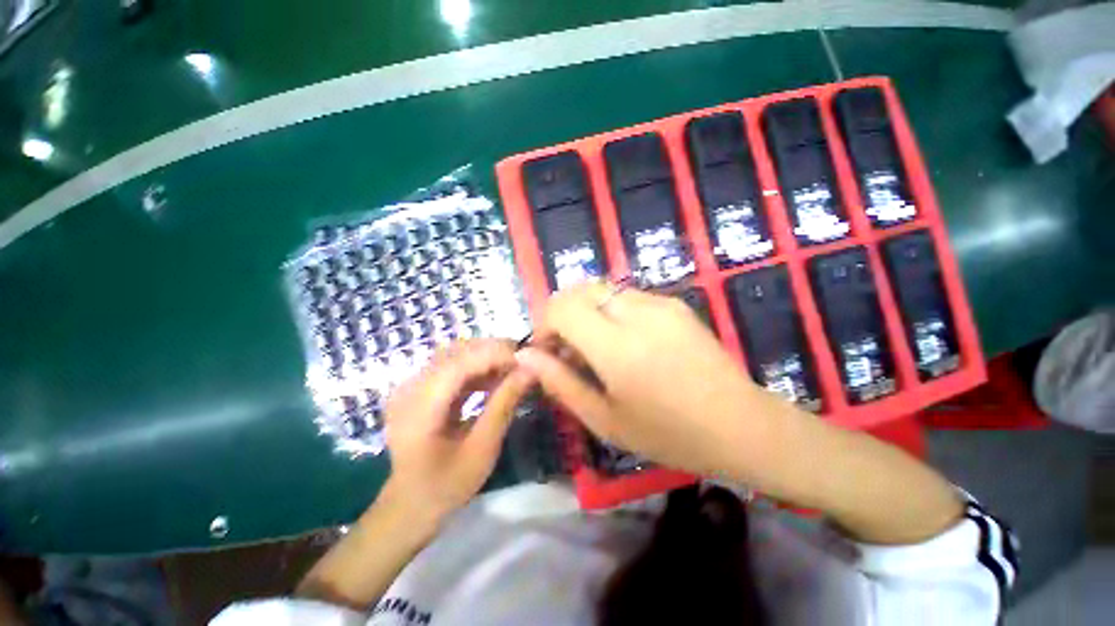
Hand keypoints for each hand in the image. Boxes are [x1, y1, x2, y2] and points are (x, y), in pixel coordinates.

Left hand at [384, 339, 533, 520]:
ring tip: (513, 369)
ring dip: (486, 357)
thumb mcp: (482, 449)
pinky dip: (476, 367)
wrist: (409, 506)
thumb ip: (504, 404)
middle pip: (456, 351)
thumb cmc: (446, 485)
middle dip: (493, 351)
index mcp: (420, 407)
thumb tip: (530, 370)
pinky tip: (494, 378)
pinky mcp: (419, 388)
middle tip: (524, 361)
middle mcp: (410, 387)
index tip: (527, 358)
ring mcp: (411, 385)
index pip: (460, 363)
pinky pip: (451, 366)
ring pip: (455, 354)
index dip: (495, 354)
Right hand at [515, 283, 768, 476]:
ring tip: (595, 345)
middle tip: (568, 347)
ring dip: (586, 310)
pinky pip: (626, 296)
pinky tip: (624, 340)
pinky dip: (610, 310)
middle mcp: (637, 313)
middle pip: (580, 290)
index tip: (547, 350)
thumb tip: (526, 356)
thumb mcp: (605, 419)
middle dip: (562, 313)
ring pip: (602, 289)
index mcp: (617, 347)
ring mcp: (659, 303)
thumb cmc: (669, 434)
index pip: (561, 307)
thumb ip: (561, 382)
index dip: (545, 324)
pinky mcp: (674, 303)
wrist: (740, 423)